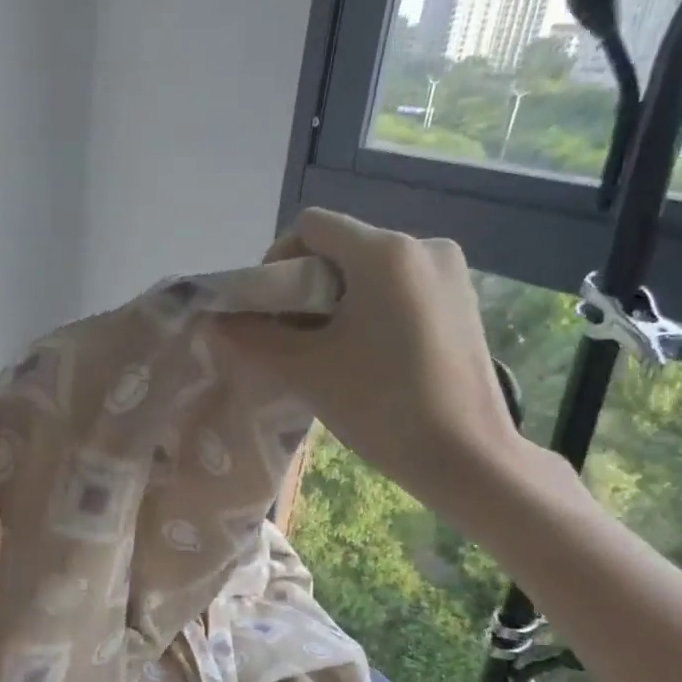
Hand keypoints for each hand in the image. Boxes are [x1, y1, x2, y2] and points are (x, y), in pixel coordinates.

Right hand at [218, 207, 563, 535]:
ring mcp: (450, 272)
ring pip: (371, 268)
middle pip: (342, 246)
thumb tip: (214, 320)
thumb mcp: (306, 370)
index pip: (311, 226)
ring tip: (330, 350)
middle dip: (306, 285)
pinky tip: (368, 353)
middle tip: (293, 336)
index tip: (269, 309)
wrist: (466, 455)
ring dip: (338, 299)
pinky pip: (400, 286)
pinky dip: (372, 307)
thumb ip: (253, 337)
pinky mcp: (463, 299)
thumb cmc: (381, 406)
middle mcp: (422, 246)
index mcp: (384, 252)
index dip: (277, 260)